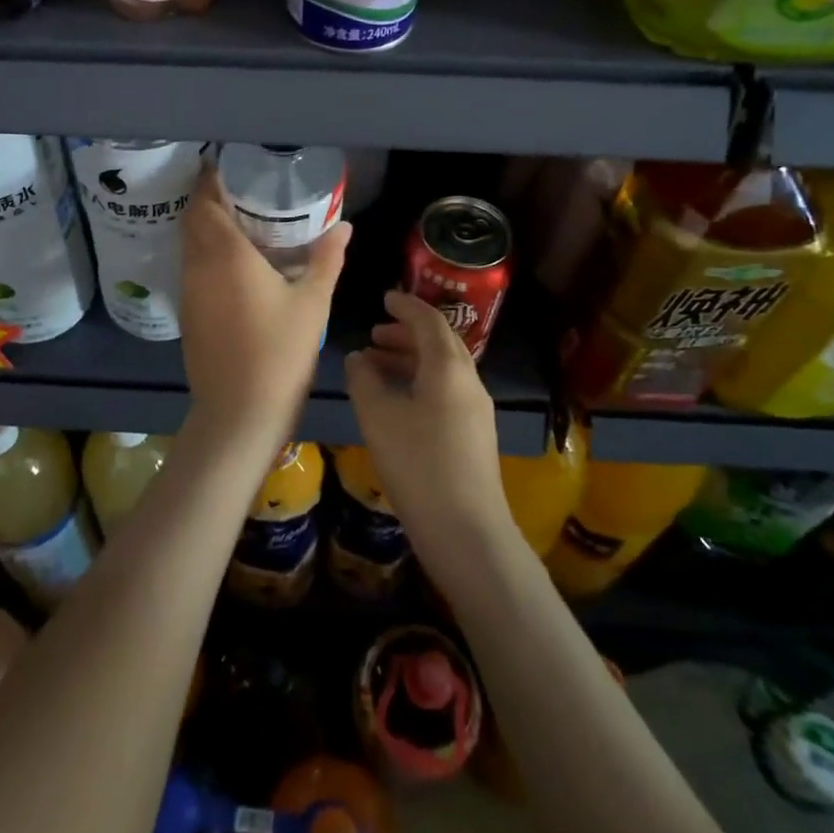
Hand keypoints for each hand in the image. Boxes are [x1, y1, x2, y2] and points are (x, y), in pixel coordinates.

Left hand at [179, 164, 349, 452]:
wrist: (239, 413)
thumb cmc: (280, 352)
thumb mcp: (312, 303)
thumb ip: (327, 259)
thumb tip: (345, 226)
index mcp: (225, 254)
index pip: (204, 202)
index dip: (210, 180)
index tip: (228, 167)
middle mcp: (198, 266)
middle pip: (192, 220)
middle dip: (208, 200)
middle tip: (240, 191)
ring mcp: (188, 292)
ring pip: (189, 246)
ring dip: (206, 228)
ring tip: (240, 222)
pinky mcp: (188, 314)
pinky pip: (192, 269)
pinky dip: (206, 255)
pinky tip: (235, 265)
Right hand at [344, 291, 513, 570]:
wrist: (467, 532)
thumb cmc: (418, 465)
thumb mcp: (378, 417)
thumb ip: (363, 380)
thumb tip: (357, 358)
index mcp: (448, 368)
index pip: (429, 321)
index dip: (405, 306)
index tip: (384, 299)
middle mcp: (468, 382)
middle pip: (440, 343)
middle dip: (407, 333)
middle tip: (375, 334)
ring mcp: (476, 410)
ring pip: (443, 370)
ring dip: (411, 359)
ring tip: (376, 366)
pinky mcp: (474, 436)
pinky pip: (446, 392)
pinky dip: (420, 383)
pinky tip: (397, 403)